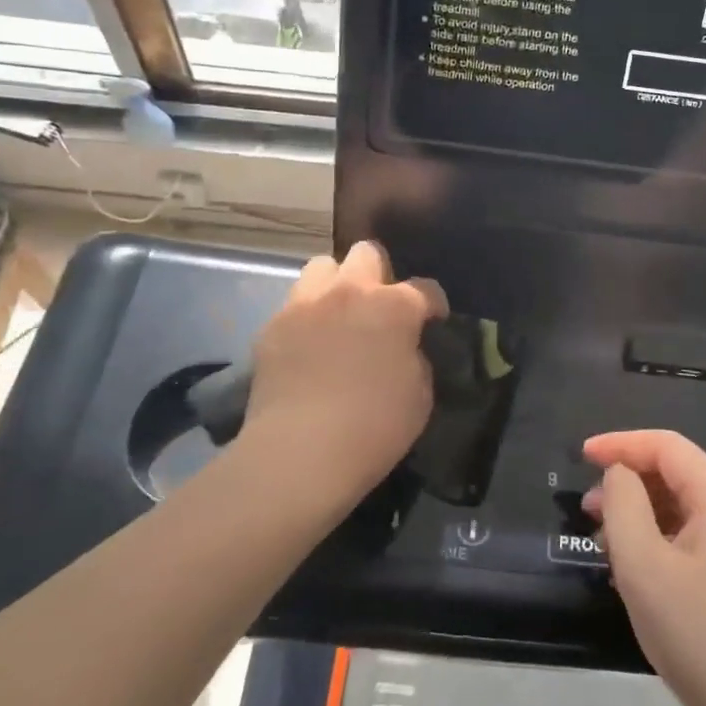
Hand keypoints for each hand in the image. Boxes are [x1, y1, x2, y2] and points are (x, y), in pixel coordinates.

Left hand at [242, 242, 447, 502]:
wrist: (300, 452)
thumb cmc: (374, 427)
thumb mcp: (420, 396)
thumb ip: (415, 359)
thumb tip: (405, 350)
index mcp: (393, 306)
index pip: (425, 288)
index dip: (433, 304)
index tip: (434, 320)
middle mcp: (350, 292)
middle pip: (367, 254)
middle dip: (378, 274)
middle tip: (378, 307)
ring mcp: (306, 304)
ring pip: (322, 266)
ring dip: (335, 285)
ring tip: (338, 315)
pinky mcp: (272, 326)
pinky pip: (293, 305)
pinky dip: (305, 317)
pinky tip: (307, 345)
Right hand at [583, 430, 705, 705]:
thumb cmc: (704, 640)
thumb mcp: (645, 568)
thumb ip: (624, 506)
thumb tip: (619, 475)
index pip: (666, 446)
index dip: (620, 443)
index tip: (580, 456)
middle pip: (675, 473)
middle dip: (628, 482)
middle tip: (588, 512)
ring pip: (682, 508)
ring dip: (640, 514)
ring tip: (606, 546)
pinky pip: (693, 538)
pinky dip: (659, 540)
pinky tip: (638, 573)